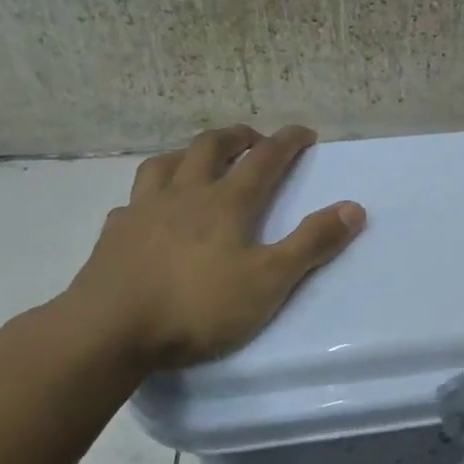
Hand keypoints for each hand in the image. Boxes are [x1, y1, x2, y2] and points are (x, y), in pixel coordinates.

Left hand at [66, 124, 364, 371]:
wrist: (108, 331)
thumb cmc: (197, 305)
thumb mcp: (269, 280)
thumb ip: (312, 243)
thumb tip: (354, 208)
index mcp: (225, 203)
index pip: (263, 160)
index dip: (287, 142)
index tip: (304, 132)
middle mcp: (183, 195)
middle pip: (209, 148)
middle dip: (236, 137)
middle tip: (253, 139)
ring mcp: (143, 212)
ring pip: (164, 164)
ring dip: (188, 153)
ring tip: (198, 159)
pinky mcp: (113, 235)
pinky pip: (133, 200)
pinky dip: (149, 194)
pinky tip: (149, 209)